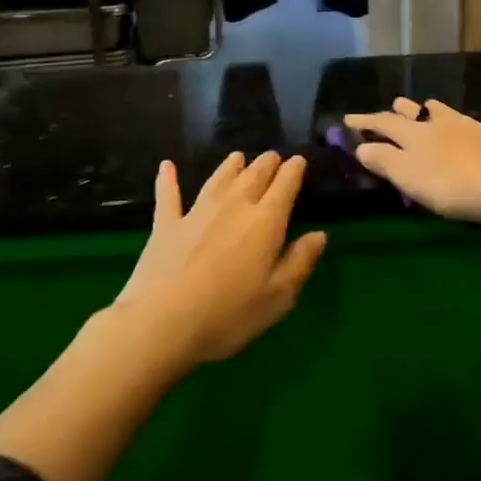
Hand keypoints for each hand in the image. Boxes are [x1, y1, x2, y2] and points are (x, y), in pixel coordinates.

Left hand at [111, 151, 326, 366]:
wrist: (161, 324)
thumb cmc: (228, 316)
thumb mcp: (278, 298)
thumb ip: (300, 262)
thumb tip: (319, 234)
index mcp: (265, 222)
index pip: (284, 185)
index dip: (294, 170)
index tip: (299, 161)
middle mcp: (233, 206)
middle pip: (253, 175)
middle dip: (266, 163)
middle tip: (273, 157)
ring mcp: (196, 212)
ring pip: (218, 178)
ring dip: (230, 165)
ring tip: (238, 156)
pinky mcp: (166, 224)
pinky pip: (168, 195)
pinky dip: (168, 179)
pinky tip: (167, 166)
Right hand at [342, 99, 480, 226]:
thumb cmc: (453, 186)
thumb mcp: (410, 177)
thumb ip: (384, 160)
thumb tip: (362, 145)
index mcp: (418, 135)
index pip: (385, 123)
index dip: (366, 121)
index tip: (348, 119)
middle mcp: (445, 123)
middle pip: (419, 112)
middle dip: (403, 110)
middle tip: (395, 106)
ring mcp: (478, 127)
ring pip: (452, 113)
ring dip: (438, 112)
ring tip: (433, 111)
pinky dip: (480, 129)